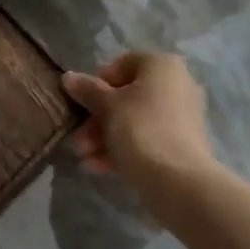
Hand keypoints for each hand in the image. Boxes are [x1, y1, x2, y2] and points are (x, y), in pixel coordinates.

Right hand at [62, 53, 220, 212]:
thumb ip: (87, 90)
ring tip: (83, 156)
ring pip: (133, 121)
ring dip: (104, 137)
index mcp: (162, 65)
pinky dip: (122, 149)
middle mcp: (176, 85)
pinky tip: (96, 167)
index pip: (120, 65)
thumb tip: (68, 77)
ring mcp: (181, 117)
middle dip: (97, 119)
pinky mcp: (181, 146)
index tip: (82, 104)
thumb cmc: (140, 129)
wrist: (180, 183)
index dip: (96, 84)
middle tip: (78, 139)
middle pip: (125, 97)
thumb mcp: (107, 106)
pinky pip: (146, 140)